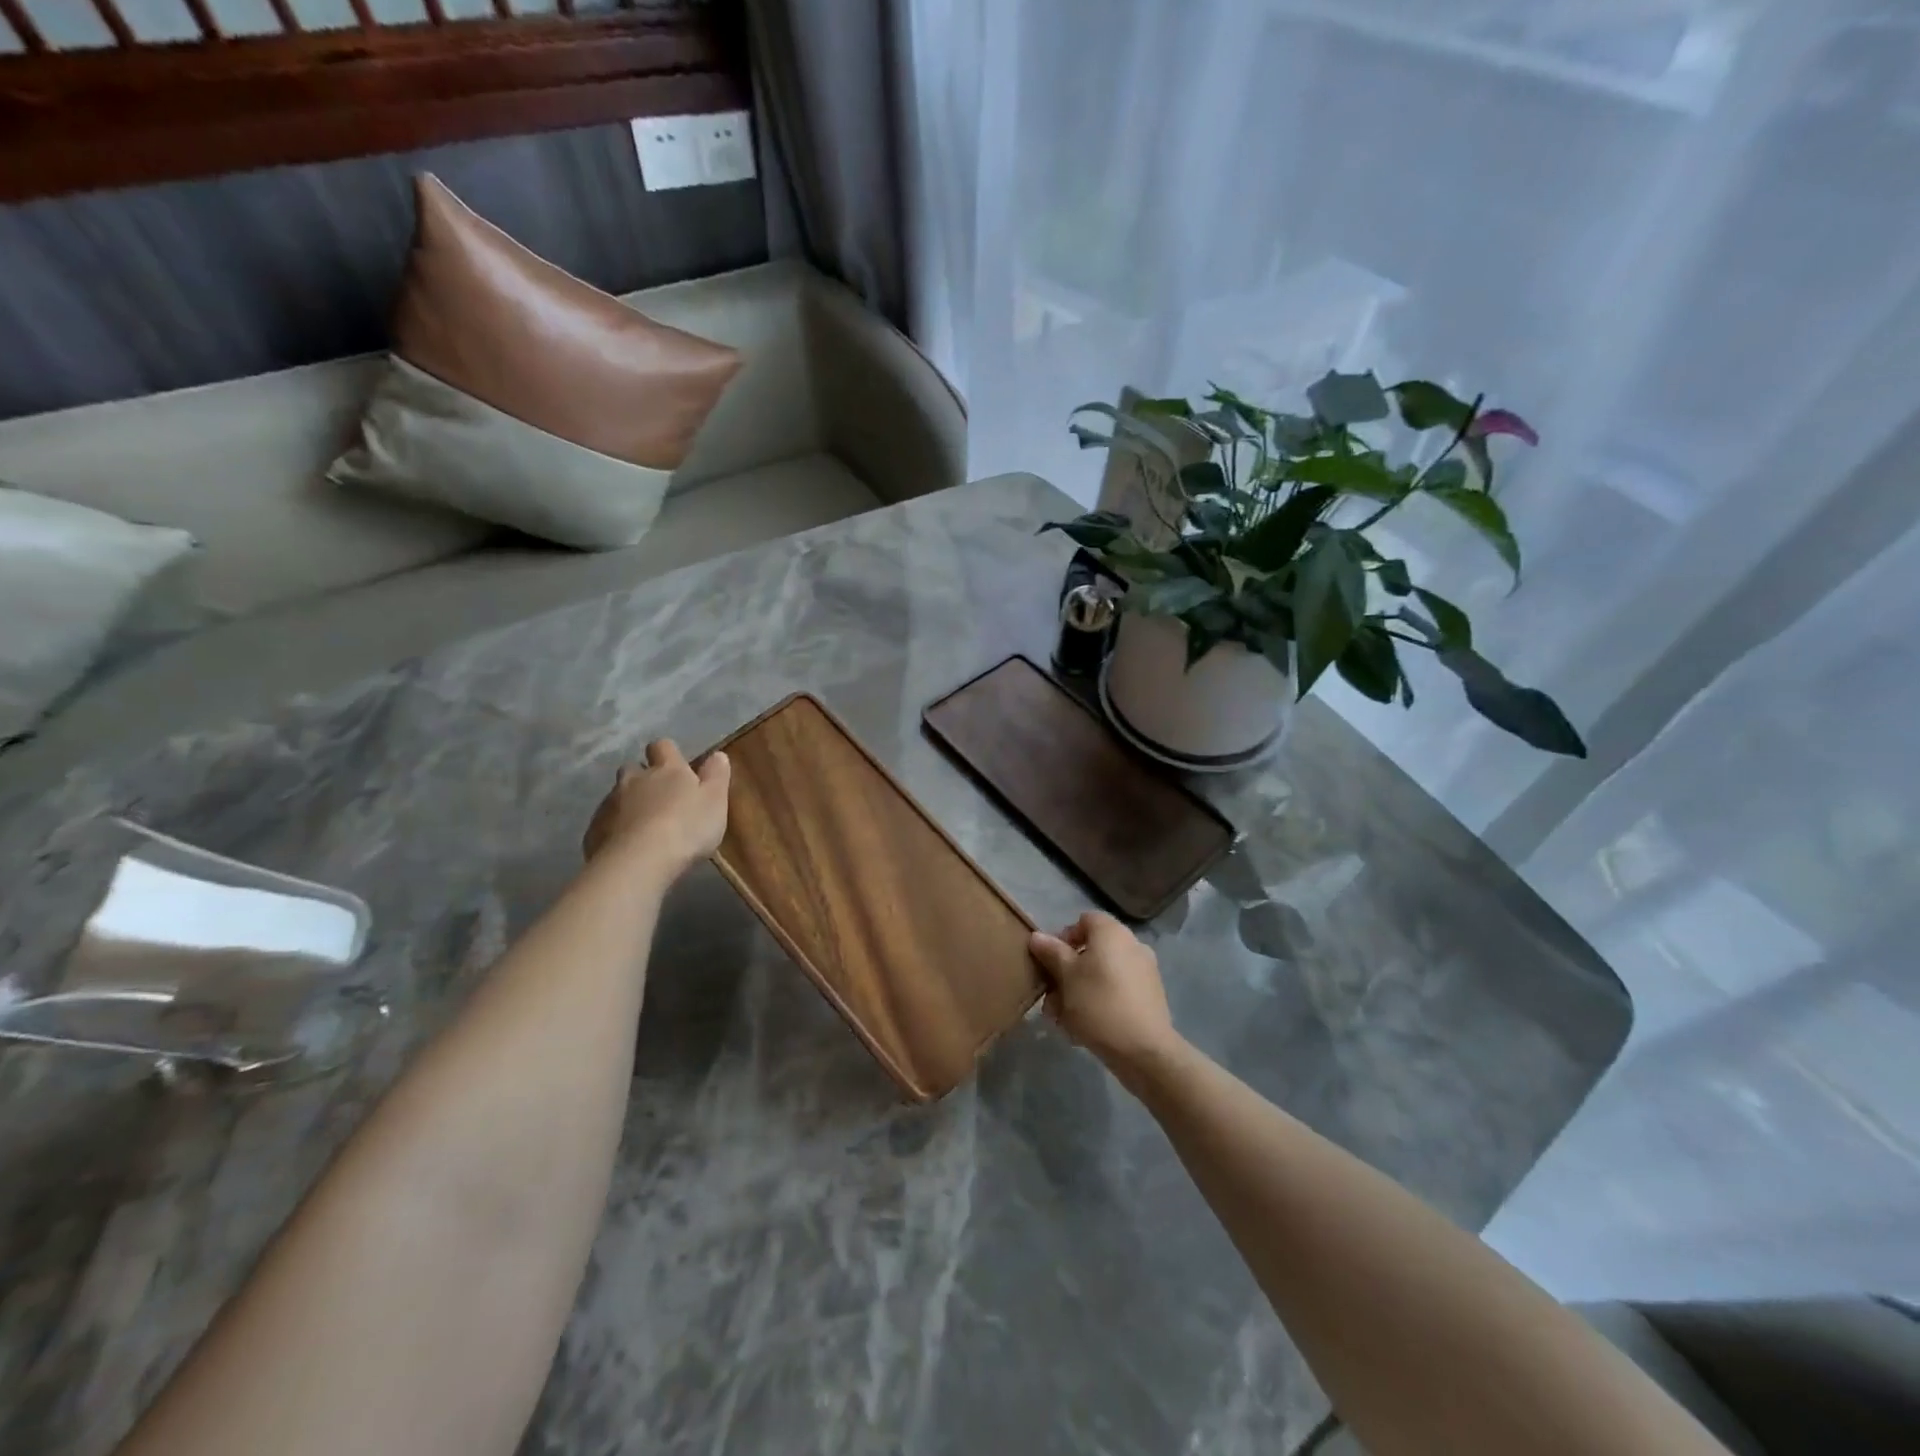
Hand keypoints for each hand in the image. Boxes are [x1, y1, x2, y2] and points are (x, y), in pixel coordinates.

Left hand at [582, 739, 730, 877]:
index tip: (677, 767)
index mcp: (667, 770)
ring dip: (628, 803)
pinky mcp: (594, 829)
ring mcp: (610, 803)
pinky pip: (604, 822)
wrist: (638, 862)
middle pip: (634, 768)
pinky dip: (615, 828)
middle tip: (659, 798)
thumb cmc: (686, 828)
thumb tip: (718, 754)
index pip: (663, 746)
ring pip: (617, 795)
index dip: (668, 754)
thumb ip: (717, 776)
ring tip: (643, 826)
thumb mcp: (715, 801)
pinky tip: (627, 846)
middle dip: (643, 777)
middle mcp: (635, 779)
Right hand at [1028, 911, 1179, 1076]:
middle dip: (1066, 974)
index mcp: (1112, 933)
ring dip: (1078, 992)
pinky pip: (1115, 992)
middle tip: (1050, 999)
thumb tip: (1037, 936)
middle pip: (1090, 951)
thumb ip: (1051, 953)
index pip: (1083, 921)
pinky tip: (1083, 1029)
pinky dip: (1098, 1003)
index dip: (1063, 938)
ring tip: (1062, 1020)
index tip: (1049, 963)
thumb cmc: (1098, 1004)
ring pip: (1100, 975)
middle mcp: (1131, 945)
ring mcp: (1143, 972)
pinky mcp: (1149, 997)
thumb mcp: (1066, 976)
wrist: (1144, 1050)